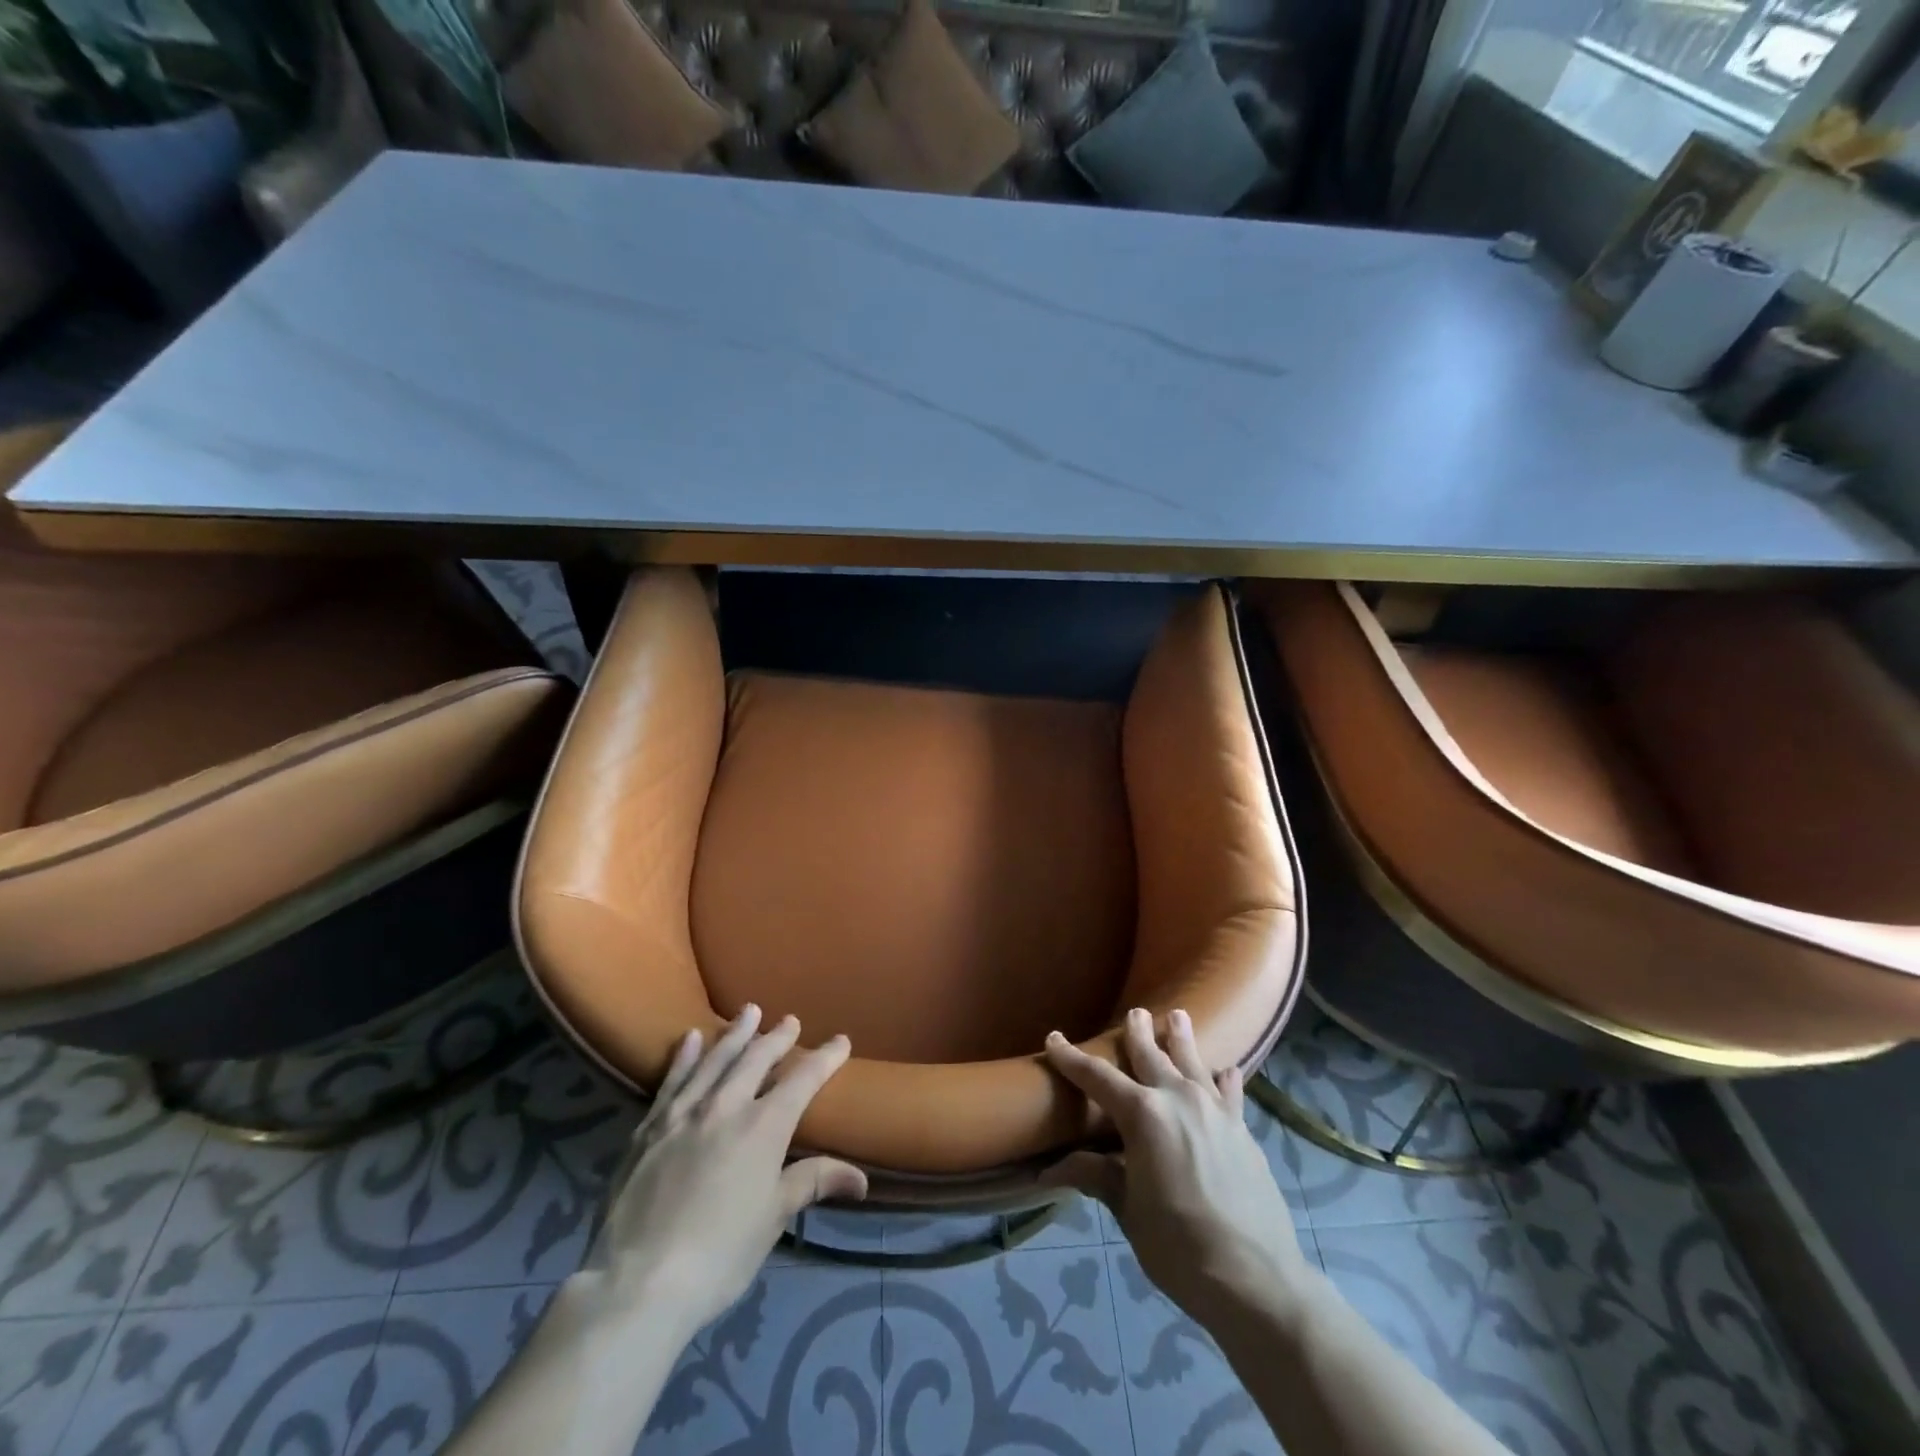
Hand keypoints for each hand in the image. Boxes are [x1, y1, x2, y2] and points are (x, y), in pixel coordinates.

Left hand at [582, 1006, 865, 1335]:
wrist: (637, 1282)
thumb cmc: (719, 1254)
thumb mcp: (773, 1219)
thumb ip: (813, 1183)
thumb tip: (861, 1177)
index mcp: (763, 1126)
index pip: (803, 1080)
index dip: (825, 1057)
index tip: (841, 1040)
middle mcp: (726, 1106)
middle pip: (757, 1059)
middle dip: (777, 1037)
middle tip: (789, 1020)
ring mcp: (683, 1113)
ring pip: (715, 1059)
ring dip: (734, 1033)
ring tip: (748, 1011)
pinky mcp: (649, 1128)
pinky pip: (672, 1080)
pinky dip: (684, 1056)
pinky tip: (690, 1039)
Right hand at [1043, 1007, 1305, 1318]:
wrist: (1255, 1279)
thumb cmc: (1179, 1246)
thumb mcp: (1128, 1211)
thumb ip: (1096, 1177)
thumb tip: (1048, 1170)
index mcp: (1142, 1115)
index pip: (1097, 1078)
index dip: (1072, 1059)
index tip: (1054, 1039)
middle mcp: (1178, 1098)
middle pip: (1151, 1055)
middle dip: (1137, 1033)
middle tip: (1134, 1011)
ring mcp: (1215, 1111)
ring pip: (1193, 1062)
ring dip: (1182, 1038)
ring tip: (1178, 1016)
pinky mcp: (1242, 1130)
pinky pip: (1230, 1093)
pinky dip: (1225, 1079)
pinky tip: (1227, 1071)